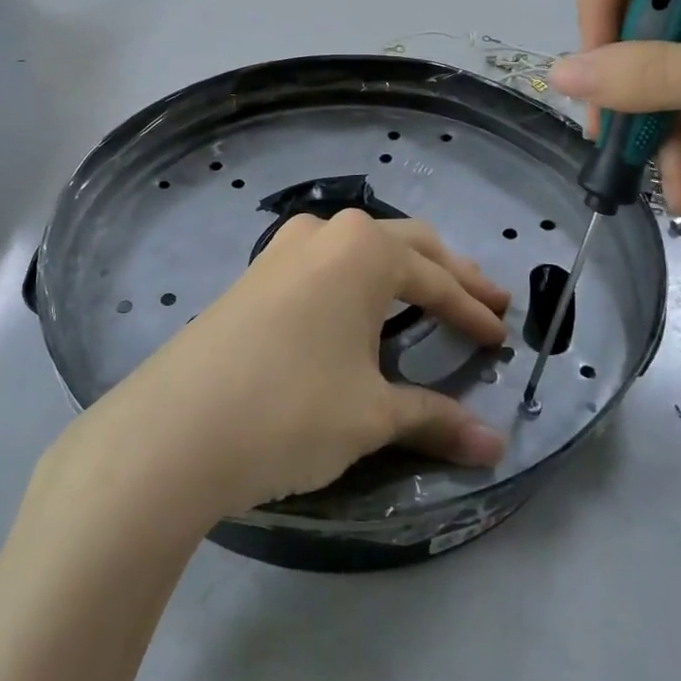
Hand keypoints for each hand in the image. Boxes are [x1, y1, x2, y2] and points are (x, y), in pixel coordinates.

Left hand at [65, 210, 510, 519]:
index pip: (437, 281)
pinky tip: (362, 306)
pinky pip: (327, 264)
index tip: (503, 337)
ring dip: (403, 271)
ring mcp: (284, 249)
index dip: (474, 313)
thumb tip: (496, 446)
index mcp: (364, 250)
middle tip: (487, 301)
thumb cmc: (291, 408)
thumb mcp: (371, 415)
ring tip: (432, 296)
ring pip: (362, 249)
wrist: (177, 425)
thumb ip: (435, 419)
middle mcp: (326, 233)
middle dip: (449, 274)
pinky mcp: (256, 274)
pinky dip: (361, 281)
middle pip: (406, 245)